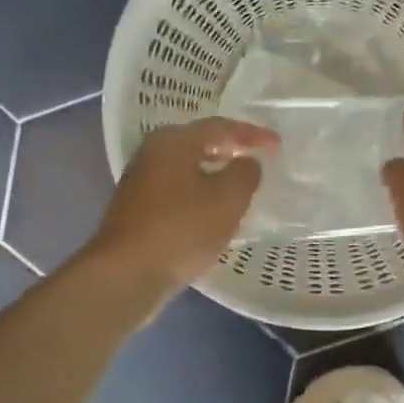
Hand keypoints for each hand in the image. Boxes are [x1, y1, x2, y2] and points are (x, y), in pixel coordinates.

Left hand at [81, 117, 278, 291]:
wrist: (126, 275)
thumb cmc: (181, 229)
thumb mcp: (228, 199)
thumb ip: (245, 174)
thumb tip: (246, 163)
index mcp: (173, 141)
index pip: (220, 127)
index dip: (252, 135)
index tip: (277, 146)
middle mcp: (152, 154)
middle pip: (199, 144)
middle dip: (230, 150)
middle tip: (257, 159)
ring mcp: (141, 183)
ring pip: (187, 169)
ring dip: (215, 174)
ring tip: (240, 186)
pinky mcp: (138, 211)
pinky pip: (178, 192)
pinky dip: (200, 195)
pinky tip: (213, 212)